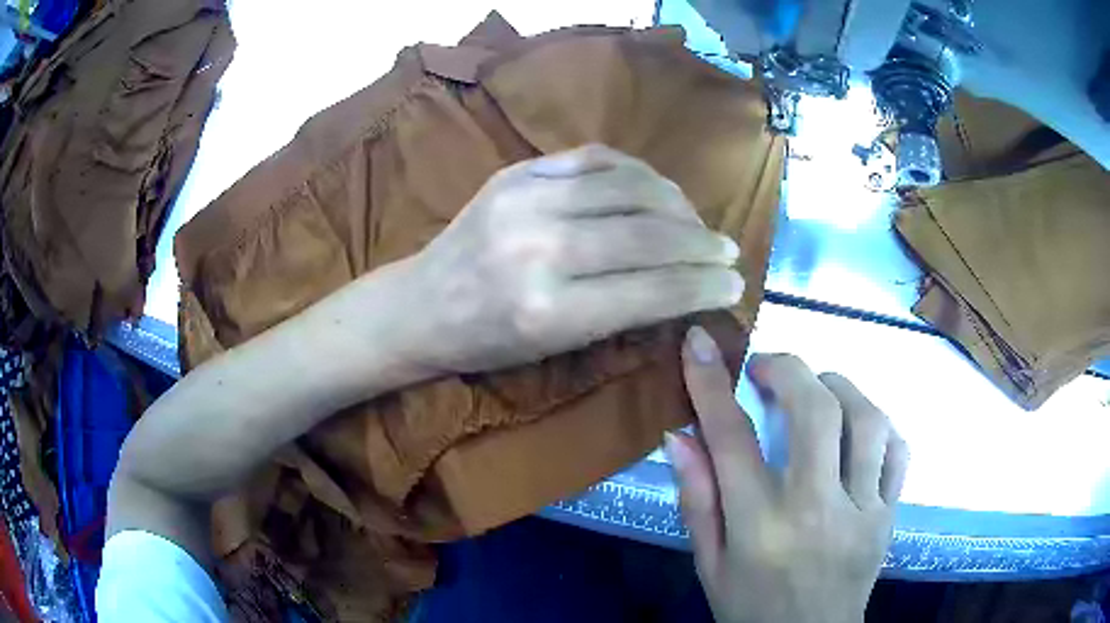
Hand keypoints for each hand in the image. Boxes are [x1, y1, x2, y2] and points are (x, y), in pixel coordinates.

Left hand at [404, 145, 743, 373]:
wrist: (420, 304)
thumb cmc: (487, 342)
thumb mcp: (555, 347)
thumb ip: (622, 314)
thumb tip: (686, 284)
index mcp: (549, 311)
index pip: (652, 291)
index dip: (702, 286)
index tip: (735, 284)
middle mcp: (541, 248)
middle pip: (648, 234)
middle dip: (701, 244)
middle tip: (728, 250)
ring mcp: (525, 199)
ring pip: (630, 186)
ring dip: (677, 203)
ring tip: (696, 220)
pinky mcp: (516, 171)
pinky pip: (594, 158)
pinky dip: (635, 171)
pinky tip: (654, 187)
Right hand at [667, 327, 909, 622]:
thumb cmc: (749, 608)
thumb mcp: (708, 564)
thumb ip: (696, 500)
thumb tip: (679, 435)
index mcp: (759, 528)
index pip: (732, 440)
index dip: (711, 382)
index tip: (700, 341)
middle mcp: (816, 511)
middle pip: (816, 412)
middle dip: (790, 369)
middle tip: (768, 367)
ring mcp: (863, 512)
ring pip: (867, 420)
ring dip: (840, 387)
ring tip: (818, 389)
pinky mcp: (890, 515)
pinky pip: (897, 451)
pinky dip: (878, 425)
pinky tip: (858, 429)